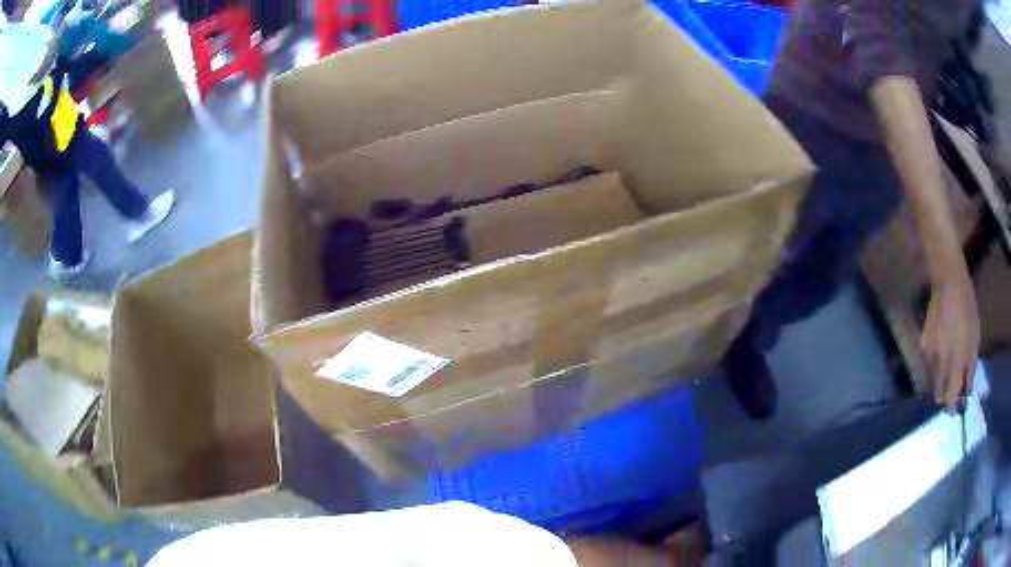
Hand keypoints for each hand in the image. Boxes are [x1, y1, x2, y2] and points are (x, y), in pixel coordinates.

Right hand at [921, 273, 979, 411]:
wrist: (948, 282)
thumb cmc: (967, 308)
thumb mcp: (975, 337)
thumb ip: (970, 368)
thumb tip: (966, 392)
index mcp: (956, 361)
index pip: (950, 397)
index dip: (952, 408)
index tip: (955, 411)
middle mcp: (941, 362)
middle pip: (938, 394)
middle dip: (945, 396)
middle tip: (953, 389)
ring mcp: (929, 354)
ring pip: (932, 381)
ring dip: (940, 381)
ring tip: (948, 369)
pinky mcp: (923, 346)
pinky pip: (928, 366)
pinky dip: (935, 366)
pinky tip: (941, 352)